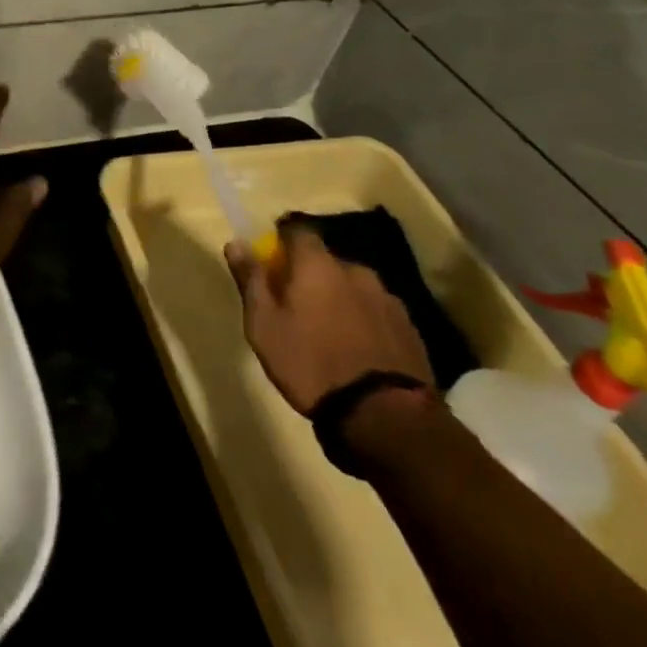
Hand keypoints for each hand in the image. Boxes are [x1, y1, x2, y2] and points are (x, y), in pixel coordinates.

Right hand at [224, 220, 432, 414]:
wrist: (384, 416)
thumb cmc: (310, 363)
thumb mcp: (264, 325)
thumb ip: (251, 280)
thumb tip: (236, 243)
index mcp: (317, 264)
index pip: (297, 230)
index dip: (282, 242)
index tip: (272, 264)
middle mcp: (355, 270)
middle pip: (326, 261)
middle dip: (311, 276)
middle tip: (298, 306)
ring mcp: (388, 298)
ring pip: (354, 287)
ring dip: (340, 299)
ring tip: (330, 332)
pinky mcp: (410, 328)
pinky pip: (377, 312)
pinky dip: (364, 321)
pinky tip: (358, 350)